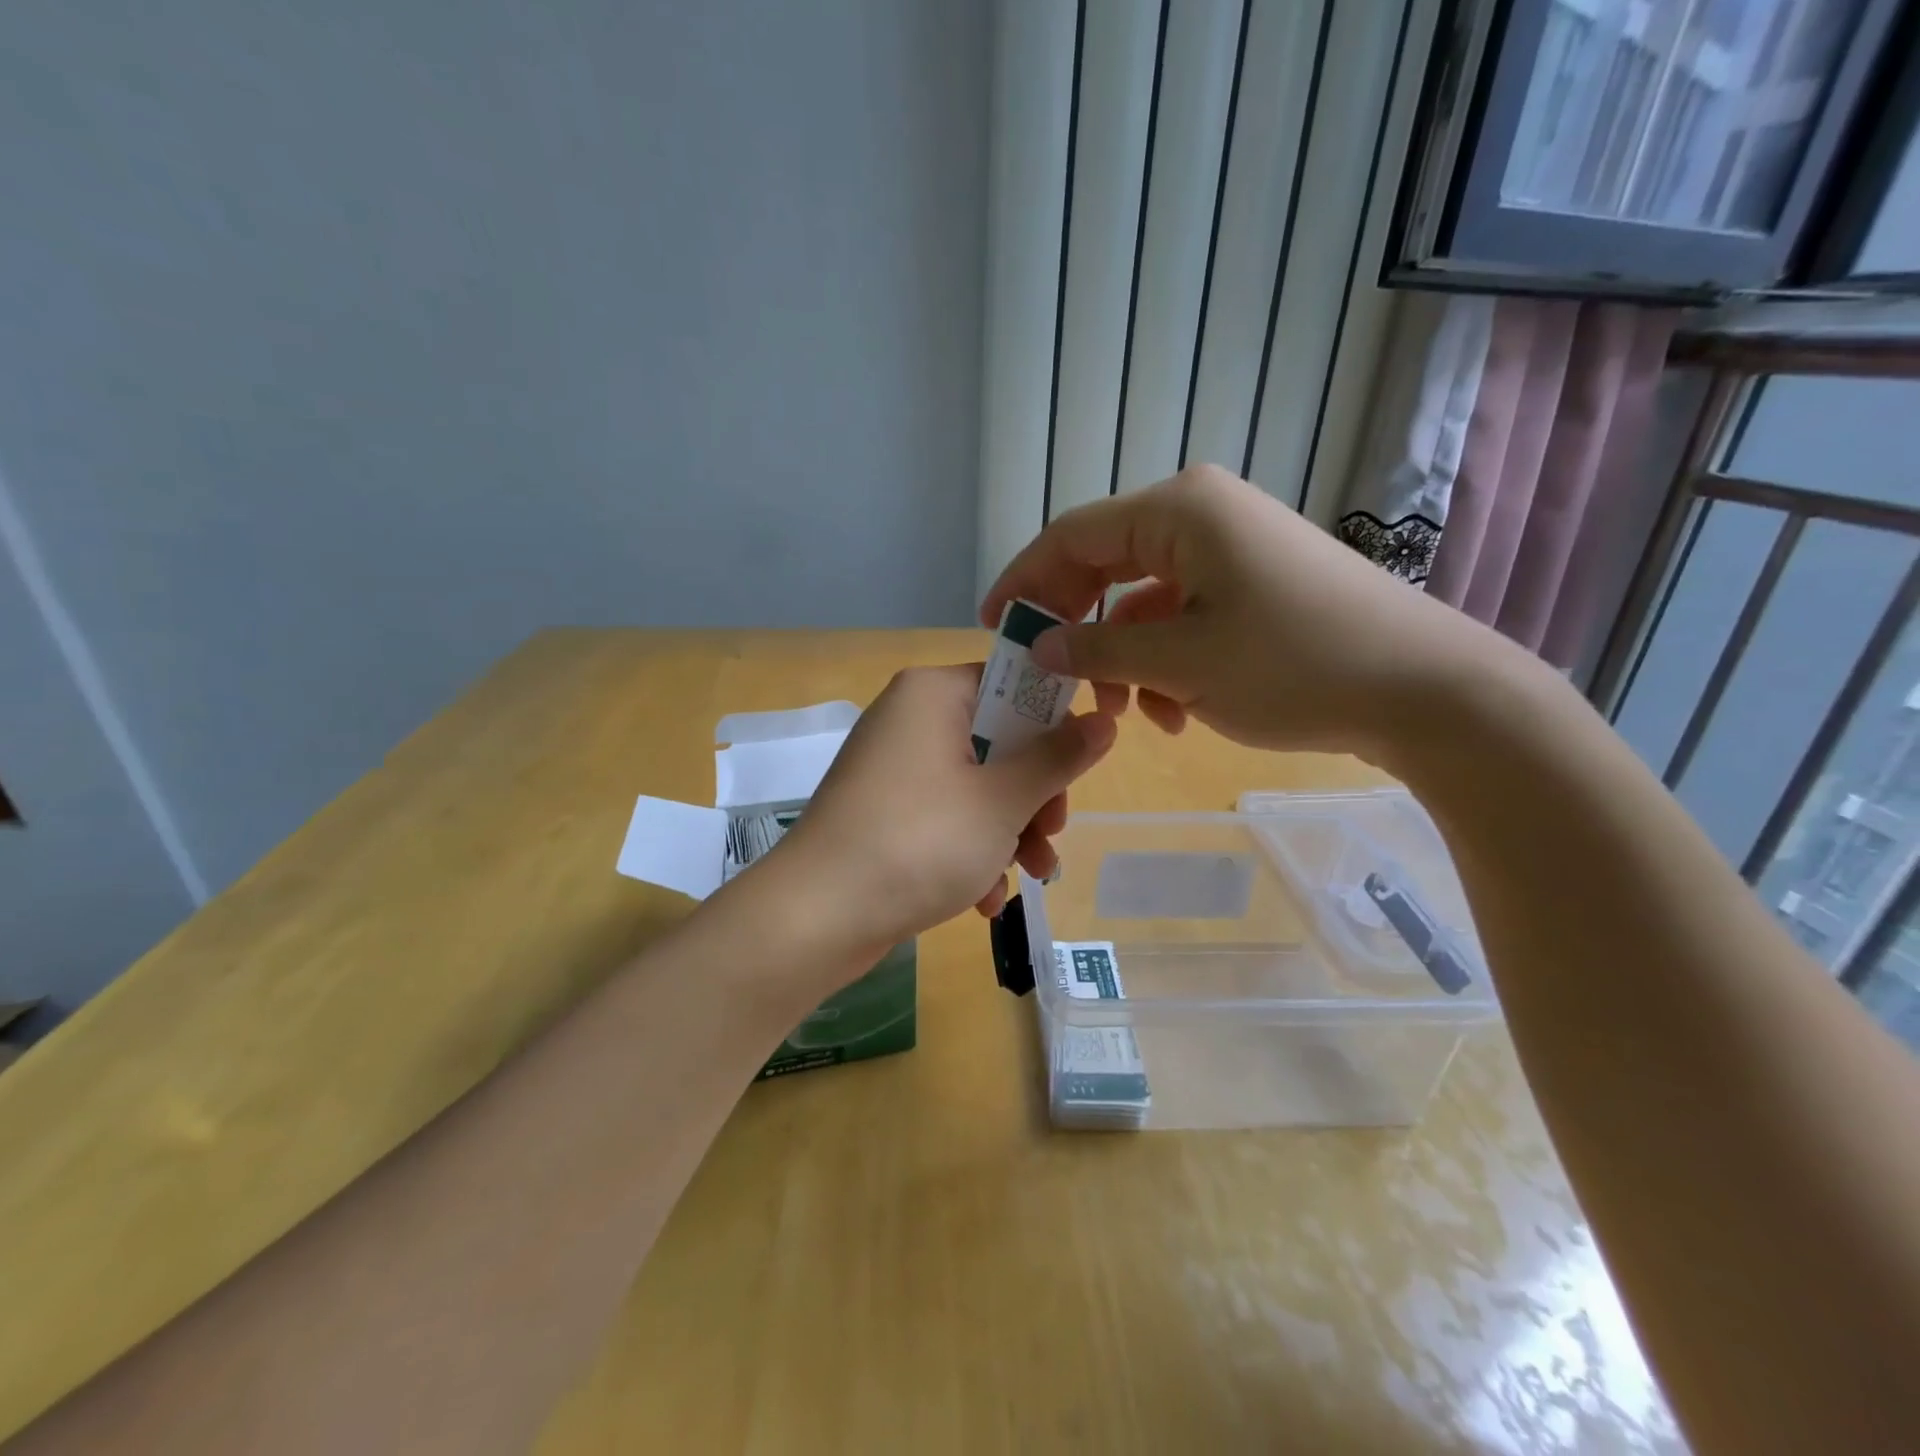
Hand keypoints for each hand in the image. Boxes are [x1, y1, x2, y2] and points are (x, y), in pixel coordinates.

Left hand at [746, 665, 1115, 971]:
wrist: (815, 916)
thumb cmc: (920, 841)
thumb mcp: (1002, 801)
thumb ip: (1057, 758)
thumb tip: (1104, 721)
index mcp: (933, 694)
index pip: (1011, 684)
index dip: (1054, 722)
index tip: (1080, 766)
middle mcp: (909, 720)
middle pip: (997, 741)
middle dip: (1033, 795)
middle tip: (1051, 835)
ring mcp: (892, 769)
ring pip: (975, 786)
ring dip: (1010, 832)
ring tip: (1032, 876)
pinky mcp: (883, 813)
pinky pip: (943, 817)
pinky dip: (970, 851)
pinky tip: (984, 899)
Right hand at [980, 465, 1495, 759]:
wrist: (1425, 688)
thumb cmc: (1295, 665)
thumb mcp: (1182, 663)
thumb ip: (1099, 648)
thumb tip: (1041, 645)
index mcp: (1178, 511)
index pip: (1071, 537)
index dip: (1024, 582)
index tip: (993, 629)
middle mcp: (1199, 515)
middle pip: (1104, 565)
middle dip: (1075, 626)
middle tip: (1050, 678)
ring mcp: (1229, 550)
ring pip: (1142, 601)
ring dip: (1122, 657)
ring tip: (1122, 715)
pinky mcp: (1251, 585)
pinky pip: (1182, 617)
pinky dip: (1164, 662)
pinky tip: (1175, 713)